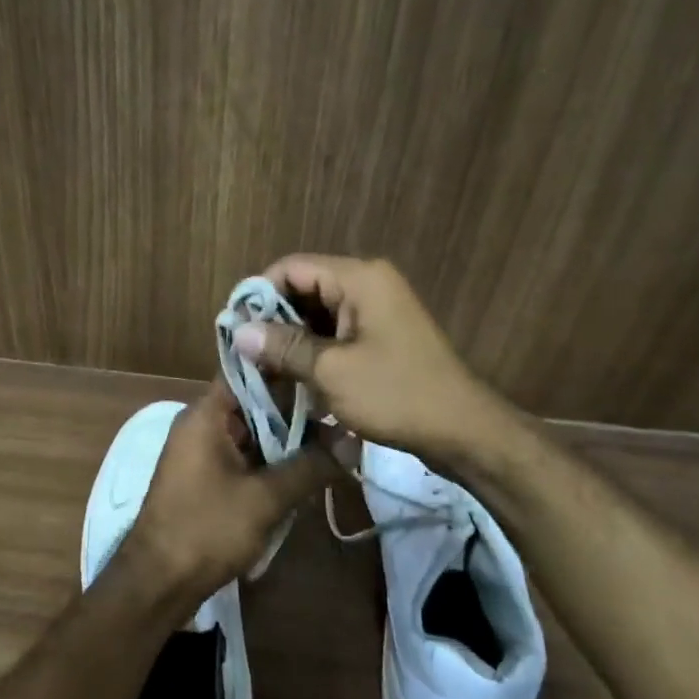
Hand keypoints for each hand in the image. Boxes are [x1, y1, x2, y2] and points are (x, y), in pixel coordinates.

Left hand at [121, 379, 337, 599]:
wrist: (157, 583)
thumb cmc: (207, 529)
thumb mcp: (266, 498)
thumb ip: (311, 466)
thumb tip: (353, 442)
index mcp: (206, 414)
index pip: (249, 371)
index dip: (286, 367)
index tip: (323, 371)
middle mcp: (200, 423)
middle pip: (254, 403)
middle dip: (295, 412)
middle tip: (340, 415)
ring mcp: (200, 451)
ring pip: (252, 433)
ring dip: (285, 442)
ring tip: (332, 445)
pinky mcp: (204, 478)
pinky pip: (243, 457)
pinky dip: (269, 463)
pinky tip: (303, 475)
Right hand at [231, 254, 510, 460]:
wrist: (462, 430)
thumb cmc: (396, 394)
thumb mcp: (332, 371)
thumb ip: (284, 347)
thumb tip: (239, 332)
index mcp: (359, 278)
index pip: (292, 268)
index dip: (259, 294)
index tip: (236, 330)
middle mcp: (368, 284)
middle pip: (304, 289)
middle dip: (274, 321)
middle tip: (246, 356)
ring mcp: (377, 312)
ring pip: (319, 315)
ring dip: (292, 341)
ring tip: (264, 372)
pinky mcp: (381, 337)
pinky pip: (337, 334)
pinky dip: (315, 352)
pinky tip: (294, 380)